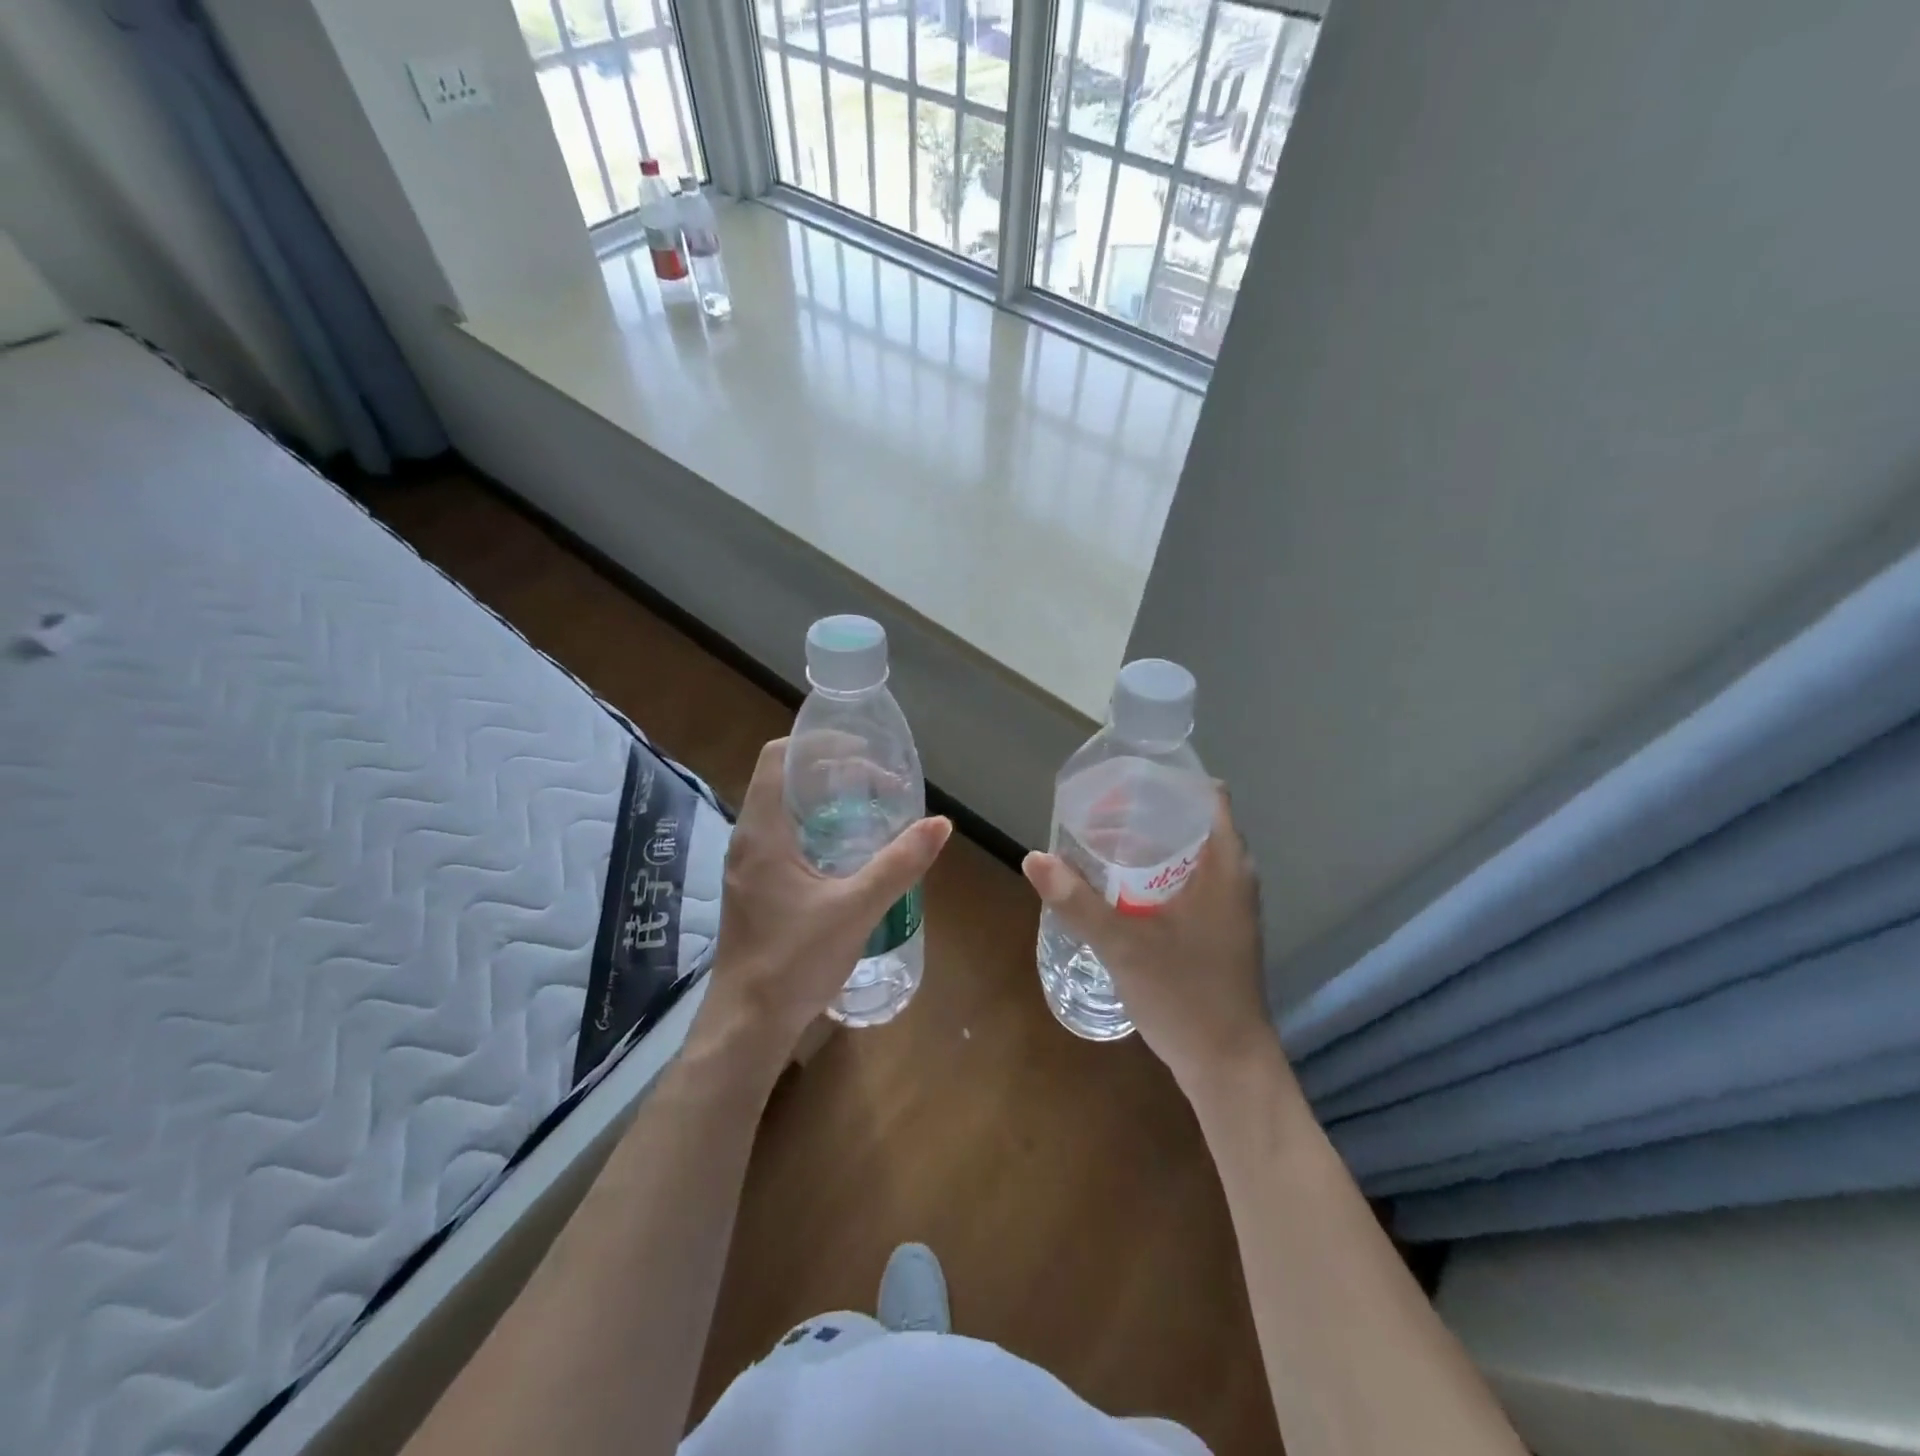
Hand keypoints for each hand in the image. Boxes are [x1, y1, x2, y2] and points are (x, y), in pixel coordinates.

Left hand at [693, 739, 951, 1073]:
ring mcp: (749, 865)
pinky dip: (819, 828)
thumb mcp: (855, 909)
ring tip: (872, 809)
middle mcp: (749, 839)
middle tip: (880, 783)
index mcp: (763, 832)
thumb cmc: (794, 962)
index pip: (779, 757)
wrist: (748, 1025)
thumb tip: (940, 824)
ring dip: (827, 801)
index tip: (863, 752)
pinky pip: (787, 838)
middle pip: (786, 780)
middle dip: (833, 772)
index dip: (819, 744)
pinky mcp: (756, 887)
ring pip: (787, 810)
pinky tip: (851, 852)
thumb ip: (898, 864)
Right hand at [1022, 789, 1275, 1098]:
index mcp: (1226, 866)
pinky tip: (1123, 887)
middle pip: (1195, 822)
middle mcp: (1235, 878)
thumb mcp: (1123, 945)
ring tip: (1104, 840)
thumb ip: (1077, 901)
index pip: (1208, 795)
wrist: (1228, 1066)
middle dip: (1150, 810)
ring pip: (1192, 854)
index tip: (1125, 777)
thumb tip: (1034, 858)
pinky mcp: (1220, 930)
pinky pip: (1190, 882)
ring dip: (1153, 843)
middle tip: (1101, 809)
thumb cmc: (1185, 995)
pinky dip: (1159, 872)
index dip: (1170, 779)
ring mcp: (1230, 907)